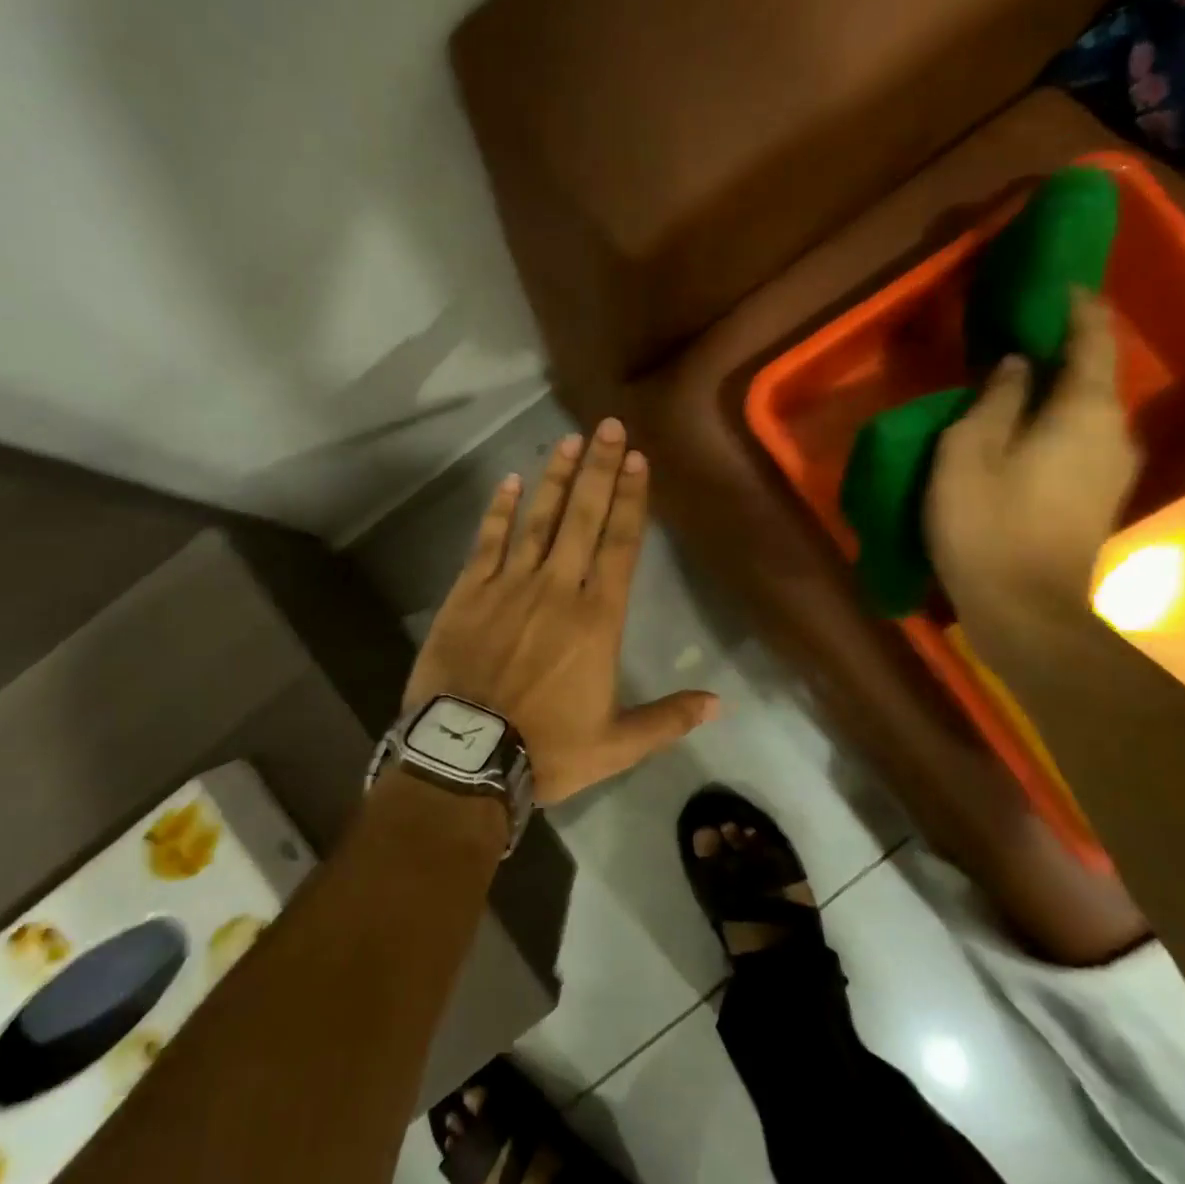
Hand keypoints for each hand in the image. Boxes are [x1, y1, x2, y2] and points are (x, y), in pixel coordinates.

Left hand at [404, 419, 718, 803]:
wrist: (465, 756)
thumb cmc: (546, 749)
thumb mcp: (615, 745)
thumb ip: (666, 719)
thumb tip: (719, 703)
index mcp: (597, 619)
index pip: (621, 545)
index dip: (633, 500)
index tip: (639, 460)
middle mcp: (557, 589)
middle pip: (584, 518)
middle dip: (600, 470)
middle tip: (609, 427)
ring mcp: (509, 585)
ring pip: (538, 519)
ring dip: (556, 478)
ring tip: (569, 441)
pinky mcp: (467, 592)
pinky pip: (486, 541)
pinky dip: (498, 511)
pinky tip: (508, 481)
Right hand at [925, 291, 1141, 663]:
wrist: (1027, 612)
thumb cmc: (987, 526)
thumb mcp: (968, 454)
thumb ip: (994, 400)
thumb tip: (1018, 365)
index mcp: (1084, 411)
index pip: (1092, 340)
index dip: (1076, 308)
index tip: (1055, 284)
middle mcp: (1114, 432)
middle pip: (1095, 375)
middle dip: (1063, 350)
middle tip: (1020, 335)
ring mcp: (1113, 470)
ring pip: (1086, 411)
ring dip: (1056, 391)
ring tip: (1015, 384)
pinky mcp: (1099, 499)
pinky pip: (1081, 440)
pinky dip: (1056, 424)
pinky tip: (1023, 434)